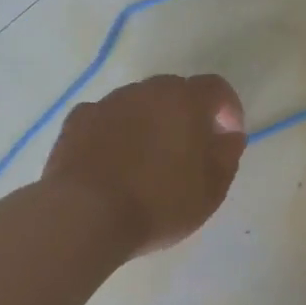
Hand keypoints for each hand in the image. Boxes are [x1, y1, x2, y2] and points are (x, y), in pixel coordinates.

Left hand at [42, 73, 246, 258]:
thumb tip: (229, 135)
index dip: (228, 109)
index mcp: (184, 101)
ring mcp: (107, 103)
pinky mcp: (76, 121)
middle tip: (190, 150)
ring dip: (150, 122)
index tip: (228, 136)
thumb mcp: (211, 190)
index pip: (216, 88)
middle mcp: (146, 91)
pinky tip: (113, 161)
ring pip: (138, 103)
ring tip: (148, 160)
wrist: (86, 216)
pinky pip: (106, 119)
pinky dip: (116, 132)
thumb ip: (227, 155)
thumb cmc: (159, 203)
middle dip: (188, 114)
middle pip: (175, 91)